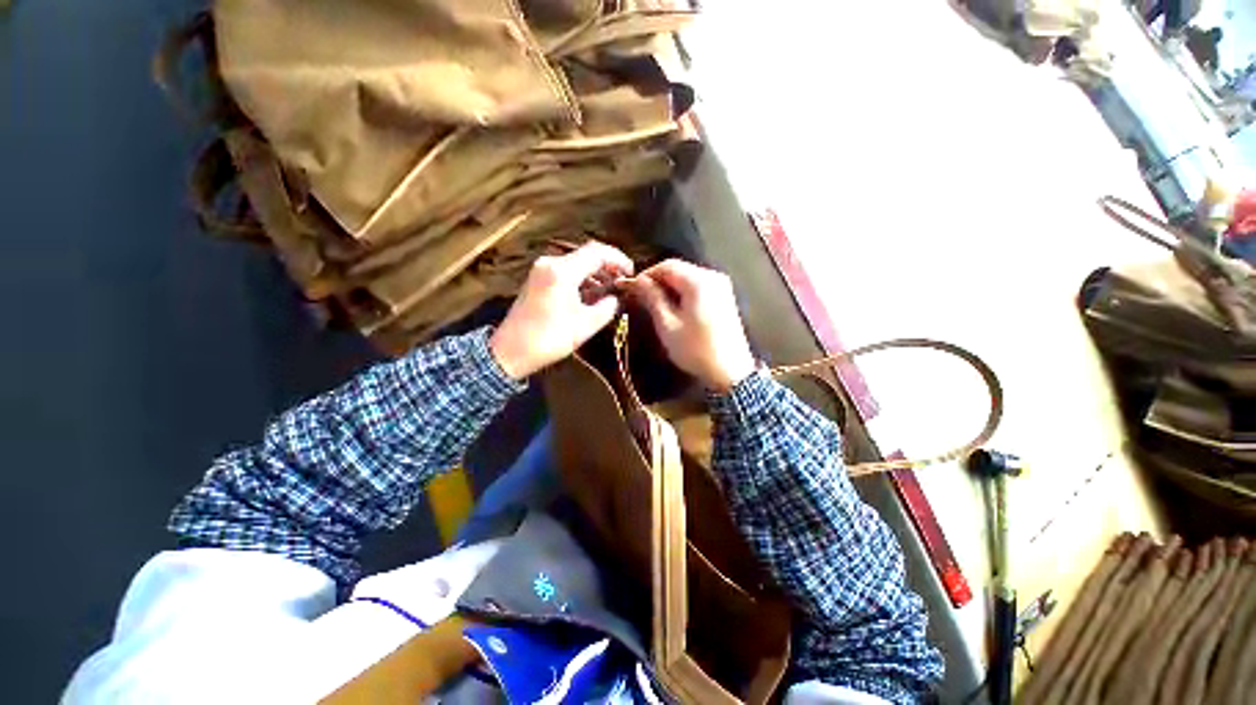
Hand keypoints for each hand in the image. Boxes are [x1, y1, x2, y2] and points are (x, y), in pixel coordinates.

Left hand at [490, 242, 633, 378]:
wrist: (511, 351)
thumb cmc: (550, 338)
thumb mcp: (586, 325)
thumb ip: (607, 307)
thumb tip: (616, 298)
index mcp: (562, 271)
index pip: (597, 253)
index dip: (618, 260)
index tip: (631, 273)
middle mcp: (550, 263)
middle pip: (586, 254)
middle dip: (608, 266)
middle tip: (623, 282)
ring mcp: (541, 270)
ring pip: (576, 263)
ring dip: (595, 273)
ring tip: (610, 290)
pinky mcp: (537, 280)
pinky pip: (565, 272)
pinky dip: (581, 279)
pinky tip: (591, 294)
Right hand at [624, 259, 756, 391]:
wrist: (730, 371)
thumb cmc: (695, 349)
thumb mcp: (667, 324)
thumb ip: (652, 298)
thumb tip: (637, 281)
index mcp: (699, 281)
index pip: (667, 265)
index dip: (646, 275)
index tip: (632, 289)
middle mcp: (713, 277)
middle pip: (678, 270)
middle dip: (657, 281)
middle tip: (640, 298)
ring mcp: (721, 287)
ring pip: (687, 278)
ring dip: (669, 288)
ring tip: (653, 304)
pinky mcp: (724, 298)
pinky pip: (698, 287)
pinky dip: (682, 293)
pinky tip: (673, 308)